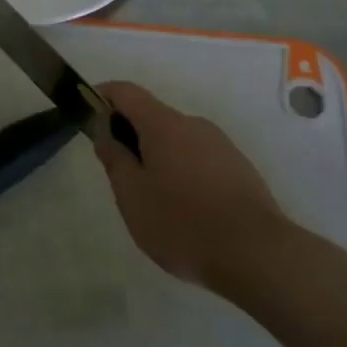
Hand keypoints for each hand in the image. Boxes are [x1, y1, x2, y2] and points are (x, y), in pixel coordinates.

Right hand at [94, 82, 290, 292]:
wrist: (258, 254)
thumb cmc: (183, 223)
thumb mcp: (132, 195)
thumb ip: (114, 157)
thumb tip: (104, 128)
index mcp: (164, 124)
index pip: (126, 92)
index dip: (103, 95)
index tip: (87, 113)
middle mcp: (194, 125)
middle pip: (152, 117)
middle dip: (130, 136)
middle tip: (119, 176)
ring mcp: (221, 145)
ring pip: (177, 140)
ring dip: (157, 157)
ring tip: (153, 201)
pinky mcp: (239, 169)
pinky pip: (199, 159)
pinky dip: (182, 173)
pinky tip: (185, 211)